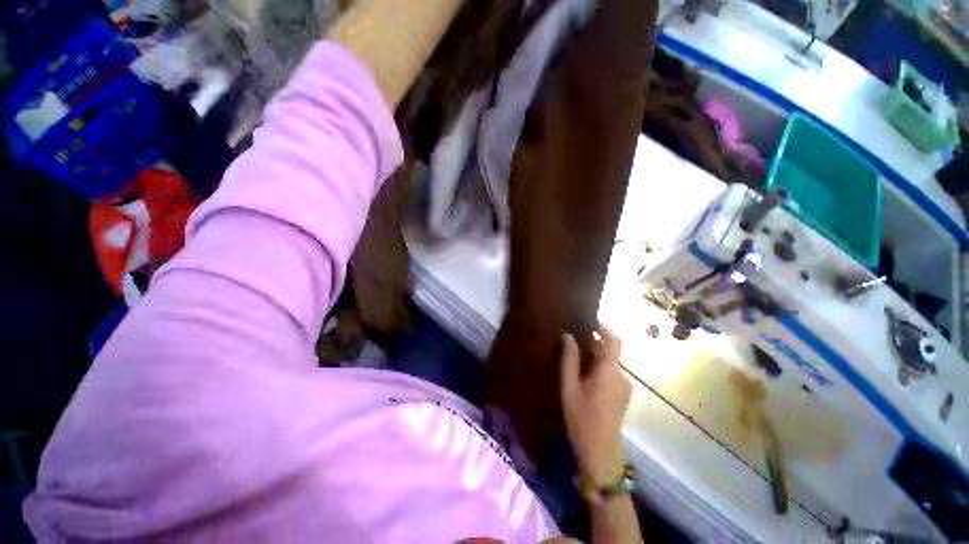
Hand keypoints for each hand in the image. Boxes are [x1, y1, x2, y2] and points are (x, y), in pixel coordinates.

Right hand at [560, 328, 631, 488]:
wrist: (599, 453)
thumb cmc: (581, 417)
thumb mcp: (569, 386)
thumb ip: (570, 359)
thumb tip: (568, 335)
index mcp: (609, 371)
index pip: (613, 341)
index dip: (603, 328)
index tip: (588, 321)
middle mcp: (621, 376)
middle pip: (611, 351)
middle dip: (595, 342)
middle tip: (575, 340)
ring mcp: (624, 387)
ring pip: (611, 363)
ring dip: (596, 356)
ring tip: (576, 358)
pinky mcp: (623, 396)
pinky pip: (612, 374)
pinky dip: (600, 368)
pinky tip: (585, 376)